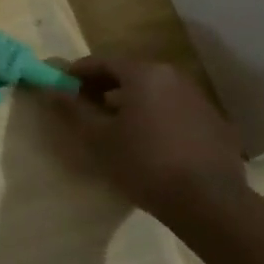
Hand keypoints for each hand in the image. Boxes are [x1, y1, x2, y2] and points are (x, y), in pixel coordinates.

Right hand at [47, 56, 248, 217]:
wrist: (209, 201)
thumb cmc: (144, 164)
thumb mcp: (99, 139)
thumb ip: (73, 110)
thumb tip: (50, 89)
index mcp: (143, 73)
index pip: (102, 62)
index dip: (78, 73)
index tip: (62, 87)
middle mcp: (173, 76)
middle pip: (130, 73)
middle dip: (104, 87)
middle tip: (86, 108)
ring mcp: (198, 98)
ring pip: (154, 91)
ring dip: (131, 102)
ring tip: (115, 127)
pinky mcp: (213, 121)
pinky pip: (175, 109)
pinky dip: (156, 116)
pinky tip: (149, 142)